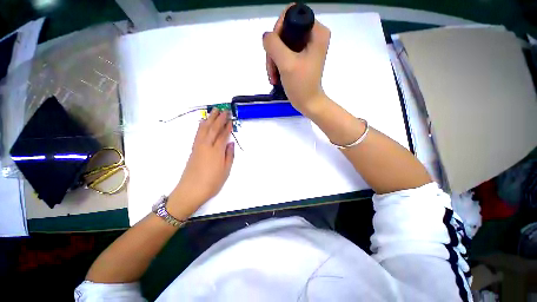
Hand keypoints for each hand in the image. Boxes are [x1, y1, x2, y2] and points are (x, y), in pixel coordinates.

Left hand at [168, 109, 234, 218]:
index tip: (231, 119)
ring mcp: (198, 147)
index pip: (223, 135)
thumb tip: (230, 143)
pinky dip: (201, 126)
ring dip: (210, 119)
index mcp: (216, 151)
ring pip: (204, 129)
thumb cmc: (212, 183)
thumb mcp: (226, 171)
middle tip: (224, 110)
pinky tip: (203, 122)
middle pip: (213, 128)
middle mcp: (207, 146)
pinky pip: (198, 134)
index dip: (227, 127)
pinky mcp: (193, 149)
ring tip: (214, 111)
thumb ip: (229, 155)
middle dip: (219, 118)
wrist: (190, 191)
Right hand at [263, 5, 330, 114]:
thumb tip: (266, 36)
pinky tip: (275, 76)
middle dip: (274, 49)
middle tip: (272, 68)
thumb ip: (274, 45)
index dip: (278, 29)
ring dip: (273, 59)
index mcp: (317, 31)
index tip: (274, 49)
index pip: (291, 14)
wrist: (308, 103)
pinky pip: (284, 52)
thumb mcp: (287, 64)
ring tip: (273, 76)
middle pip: (285, 29)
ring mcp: (307, 46)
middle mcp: (313, 35)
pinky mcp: (301, 56)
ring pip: (282, 42)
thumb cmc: (301, 85)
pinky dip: (277, 63)